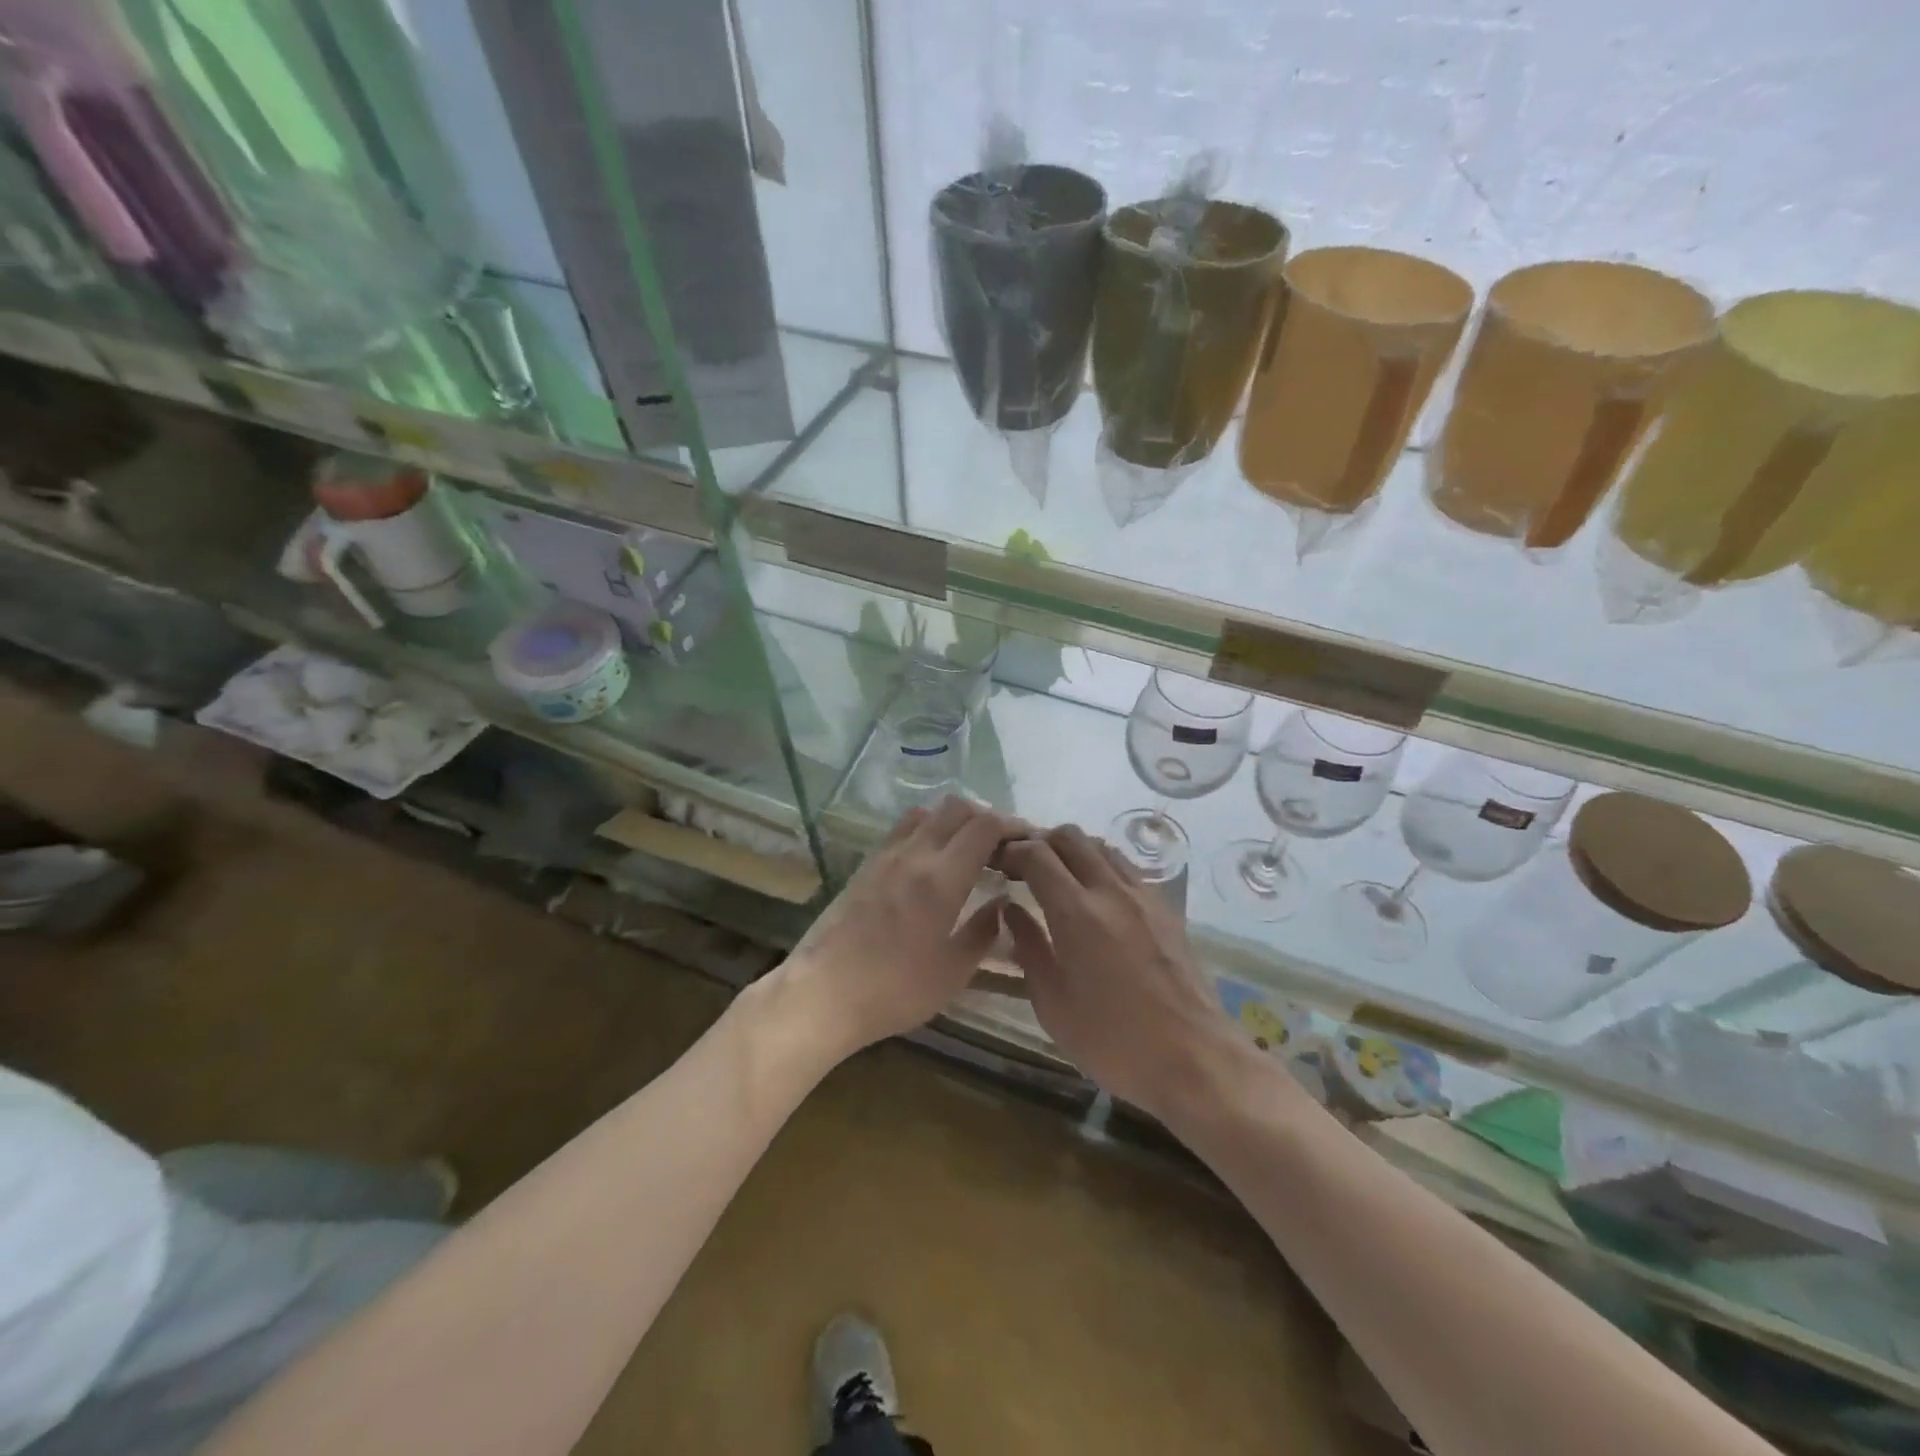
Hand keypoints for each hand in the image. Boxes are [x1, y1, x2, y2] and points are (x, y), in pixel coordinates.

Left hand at [775, 797, 1015, 1063]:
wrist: (822, 993)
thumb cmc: (894, 990)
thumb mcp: (952, 972)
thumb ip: (983, 932)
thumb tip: (1001, 903)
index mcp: (942, 878)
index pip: (985, 826)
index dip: (1014, 824)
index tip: (1030, 840)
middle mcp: (915, 854)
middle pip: (958, 808)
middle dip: (988, 817)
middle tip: (1004, 844)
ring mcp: (886, 855)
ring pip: (928, 812)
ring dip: (956, 819)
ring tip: (969, 847)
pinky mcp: (866, 865)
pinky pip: (904, 828)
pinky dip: (928, 828)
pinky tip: (933, 858)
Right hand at [1000, 825, 1234, 1118]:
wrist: (1195, 1059)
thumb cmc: (1113, 1041)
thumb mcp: (1053, 1004)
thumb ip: (1028, 948)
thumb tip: (1010, 910)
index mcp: (1076, 912)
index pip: (1036, 854)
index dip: (1011, 851)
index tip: (996, 863)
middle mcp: (1111, 890)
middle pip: (1070, 837)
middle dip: (1039, 841)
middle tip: (1022, 866)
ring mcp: (1143, 895)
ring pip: (1101, 846)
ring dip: (1072, 850)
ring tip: (1056, 877)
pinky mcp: (1166, 908)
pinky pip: (1126, 867)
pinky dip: (1101, 865)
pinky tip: (1095, 896)